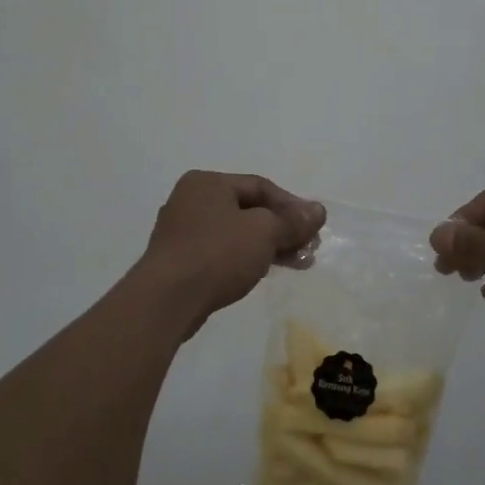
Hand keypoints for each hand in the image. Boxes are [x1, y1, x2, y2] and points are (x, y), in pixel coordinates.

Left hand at [141, 171, 324, 327]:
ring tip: (296, 264)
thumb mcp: (264, 232)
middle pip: (249, 210)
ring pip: (236, 233)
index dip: (292, 205)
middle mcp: (191, 200)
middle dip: (282, 229)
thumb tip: (318, 211)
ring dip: (268, 246)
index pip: (260, 186)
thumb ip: (293, 221)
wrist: (166, 301)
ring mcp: (181, 231)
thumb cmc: (217, 253)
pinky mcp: (179, 261)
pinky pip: (221, 252)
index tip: (314, 228)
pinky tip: (263, 273)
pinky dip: (245, 259)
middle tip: (308, 248)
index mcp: (207, 183)